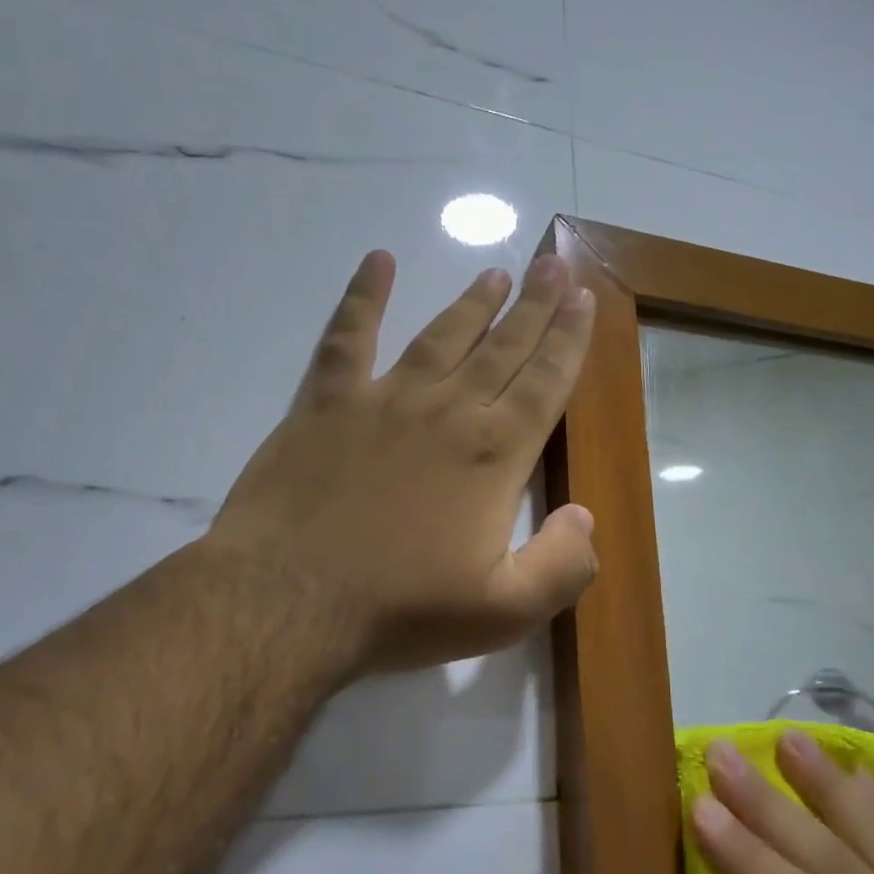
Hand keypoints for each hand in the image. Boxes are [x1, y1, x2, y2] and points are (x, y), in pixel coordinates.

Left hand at [210, 250, 597, 678]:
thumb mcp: (505, 611)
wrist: (288, 599)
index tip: (584, 299)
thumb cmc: (401, 608)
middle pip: (502, 348)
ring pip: (441, 336)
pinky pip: (349, 336)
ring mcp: (384, 400)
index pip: (545, 382)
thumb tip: (584, 516)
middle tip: (553, 266)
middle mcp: (448, 411)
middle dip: (534, 306)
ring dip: (471, 303)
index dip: (569, 340)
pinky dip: (363, 296)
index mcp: (494, 454)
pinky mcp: (326, 402)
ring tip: (495, 272)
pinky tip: (377, 262)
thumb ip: (562, 565)